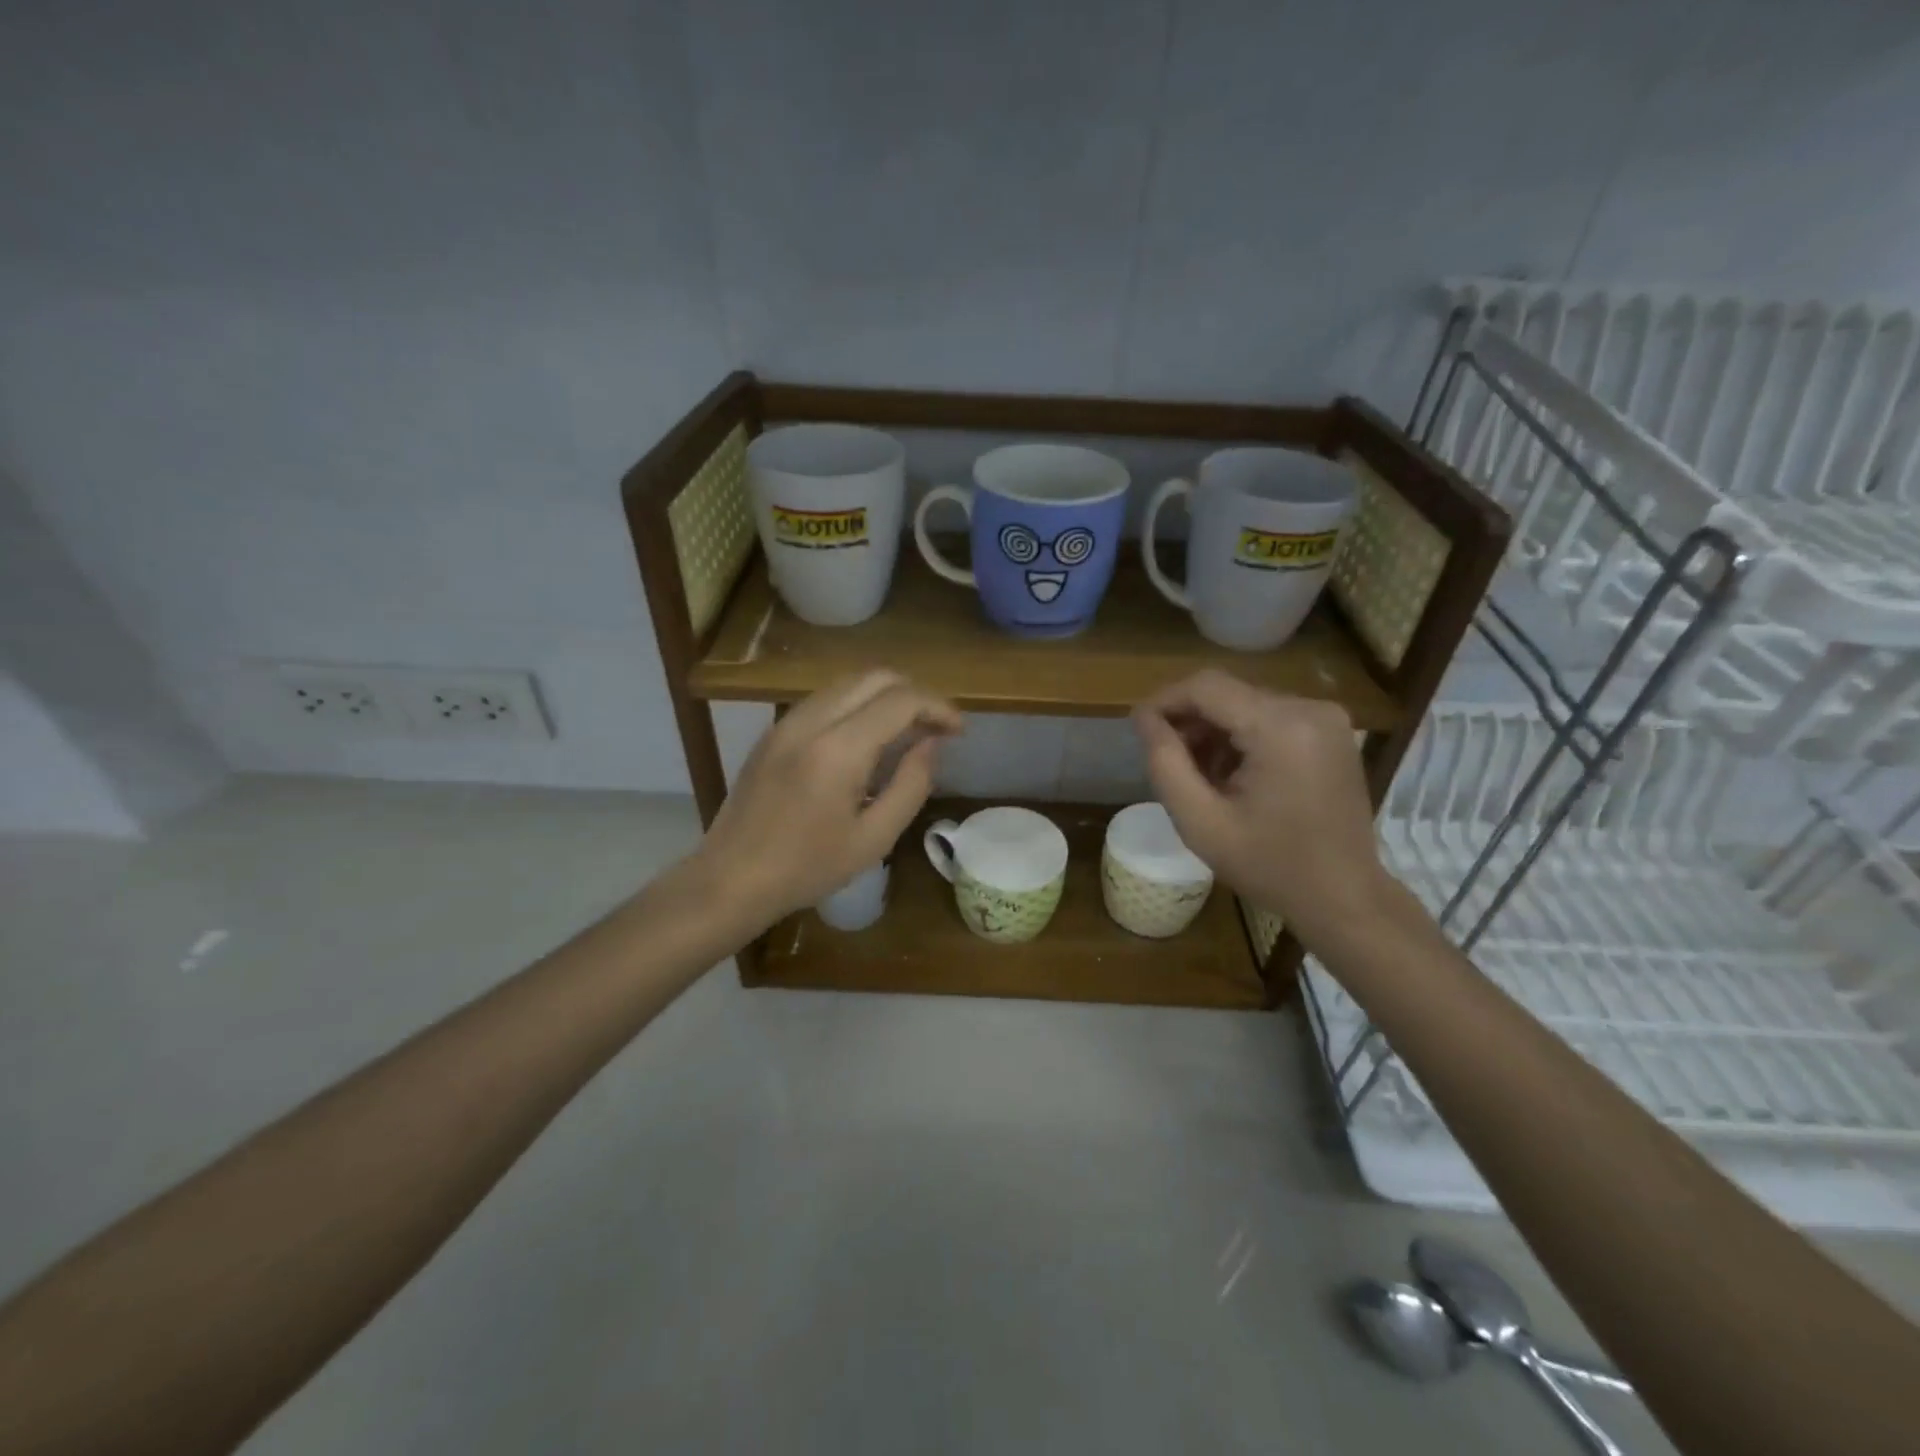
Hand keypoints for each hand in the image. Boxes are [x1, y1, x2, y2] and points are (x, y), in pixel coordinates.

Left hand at [693, 671, 960, 927]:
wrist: (730, 878)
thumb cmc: (807, 868)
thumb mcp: (873, 838)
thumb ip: (911, 784)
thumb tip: (931, 743)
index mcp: (838, 750)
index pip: (900, 700)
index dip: (938, 708)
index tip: (959, 731)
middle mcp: (811, 721)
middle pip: (875, 677)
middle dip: (915, 693)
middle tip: (937, 727)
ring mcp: (787, 722)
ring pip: (849, 683)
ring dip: (886, 696)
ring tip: (909, 731)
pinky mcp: (774, 731)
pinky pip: (826, 699)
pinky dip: (858, 705)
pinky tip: (869, 739)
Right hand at [1132, 670, 1394, 940]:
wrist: (1343, 896)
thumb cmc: (1269, 865)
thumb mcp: (1200, 822)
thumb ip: (1165, 763)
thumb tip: (1144, 718)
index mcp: (1280, 727)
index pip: (1206, 687)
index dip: (1165, 700)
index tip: (1139, 729)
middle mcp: (1309, 708)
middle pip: (1227, 693)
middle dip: (1190, 721)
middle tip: (1169, 763)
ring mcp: (1326, 718)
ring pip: (1246, 704)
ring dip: (1215, 731)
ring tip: (1201, 777)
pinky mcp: (1331, 731)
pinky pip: (1270, 717)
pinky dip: (1242, 737)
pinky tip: (1233, 775)